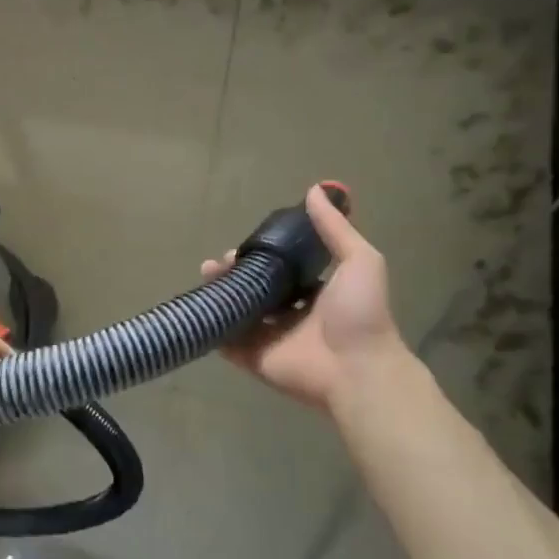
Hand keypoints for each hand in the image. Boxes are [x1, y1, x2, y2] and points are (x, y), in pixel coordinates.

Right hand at [203, 185, 403, 413]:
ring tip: (207, 277)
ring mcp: (270, 338)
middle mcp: (290, 314)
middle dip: (234, 273)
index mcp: (314, 293)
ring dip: (220, 294)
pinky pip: (227, 342)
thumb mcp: (359, 261)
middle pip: (255, 289)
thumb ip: (335, 228)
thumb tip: (314, 190)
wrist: (357, 369)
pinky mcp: (254, 359)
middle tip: (218, 263)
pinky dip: (213, 327)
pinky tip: (198, 307)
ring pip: (237, 312)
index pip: (281, 270)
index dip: (261, 256)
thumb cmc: (360, 313)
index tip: (244, 245)